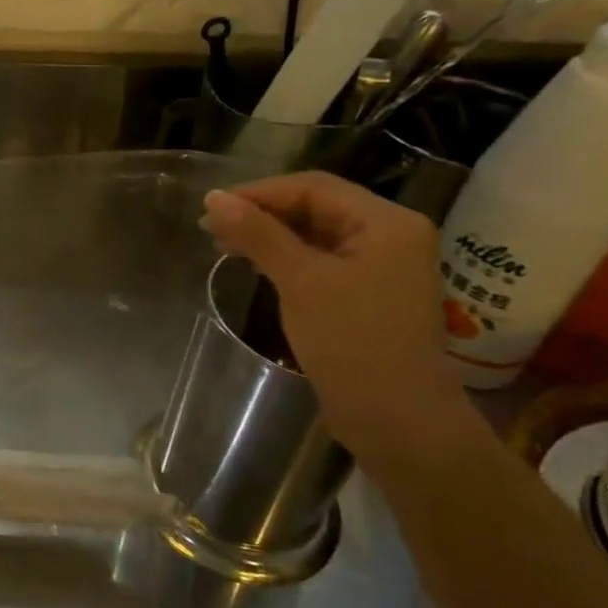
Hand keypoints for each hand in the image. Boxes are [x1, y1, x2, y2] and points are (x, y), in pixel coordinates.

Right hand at [200, 173, 466, 461]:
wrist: (397, 420)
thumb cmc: (352, 342)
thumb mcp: (300, 281)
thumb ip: (258, 234)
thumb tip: (213, 198)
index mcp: (386, 223)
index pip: (313, 188)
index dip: (259, 193)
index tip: (211, 208)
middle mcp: (389, 235)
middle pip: (315, 207)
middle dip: (261, 213)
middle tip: (210, 228)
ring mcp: (380, 265)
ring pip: (314, 233)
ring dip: (268, 235)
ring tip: (223, 245)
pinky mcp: (366, 292)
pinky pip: (319, 259)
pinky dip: (284, 257)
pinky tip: (253, 264)